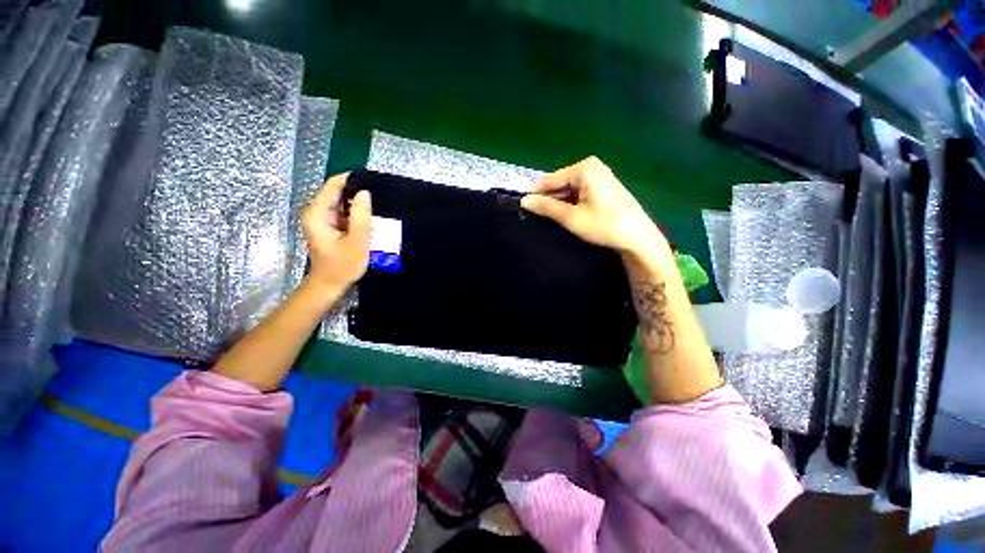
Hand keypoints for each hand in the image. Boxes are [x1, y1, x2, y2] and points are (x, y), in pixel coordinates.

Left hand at [301, 174, 371, 290]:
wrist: (329, 285)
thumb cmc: (342, 266)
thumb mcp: (356, 242)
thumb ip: (361, 217)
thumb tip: (365, 193)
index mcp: (317, 213)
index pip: (333, 185)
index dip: (353, 180)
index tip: (374, 183)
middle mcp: (315, 211)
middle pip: (337, 191)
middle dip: (357, 193)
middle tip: (380, 199)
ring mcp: (321, 218)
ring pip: (341, 202)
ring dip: (358, 204)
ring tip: (378, 208)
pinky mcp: (328, 225)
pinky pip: (343, 212)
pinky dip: (355, 213)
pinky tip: (369, 218)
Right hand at [520, 157, 666, 258]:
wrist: (638, 237)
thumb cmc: (604, 225)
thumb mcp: (571, 217)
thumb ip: (546, 207)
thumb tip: (524, 201)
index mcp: (584, 168)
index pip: (550, 179)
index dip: (535, 193)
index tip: (521, 206)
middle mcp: (591, 167)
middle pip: (560, 183)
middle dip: (548, 199)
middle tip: (533, 216)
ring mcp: (598, 177)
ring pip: (568, 190)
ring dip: (558, 203)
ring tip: (546, 218)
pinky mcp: (602, 187)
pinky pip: (578, 193)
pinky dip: (570, 204)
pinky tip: (564, 216)